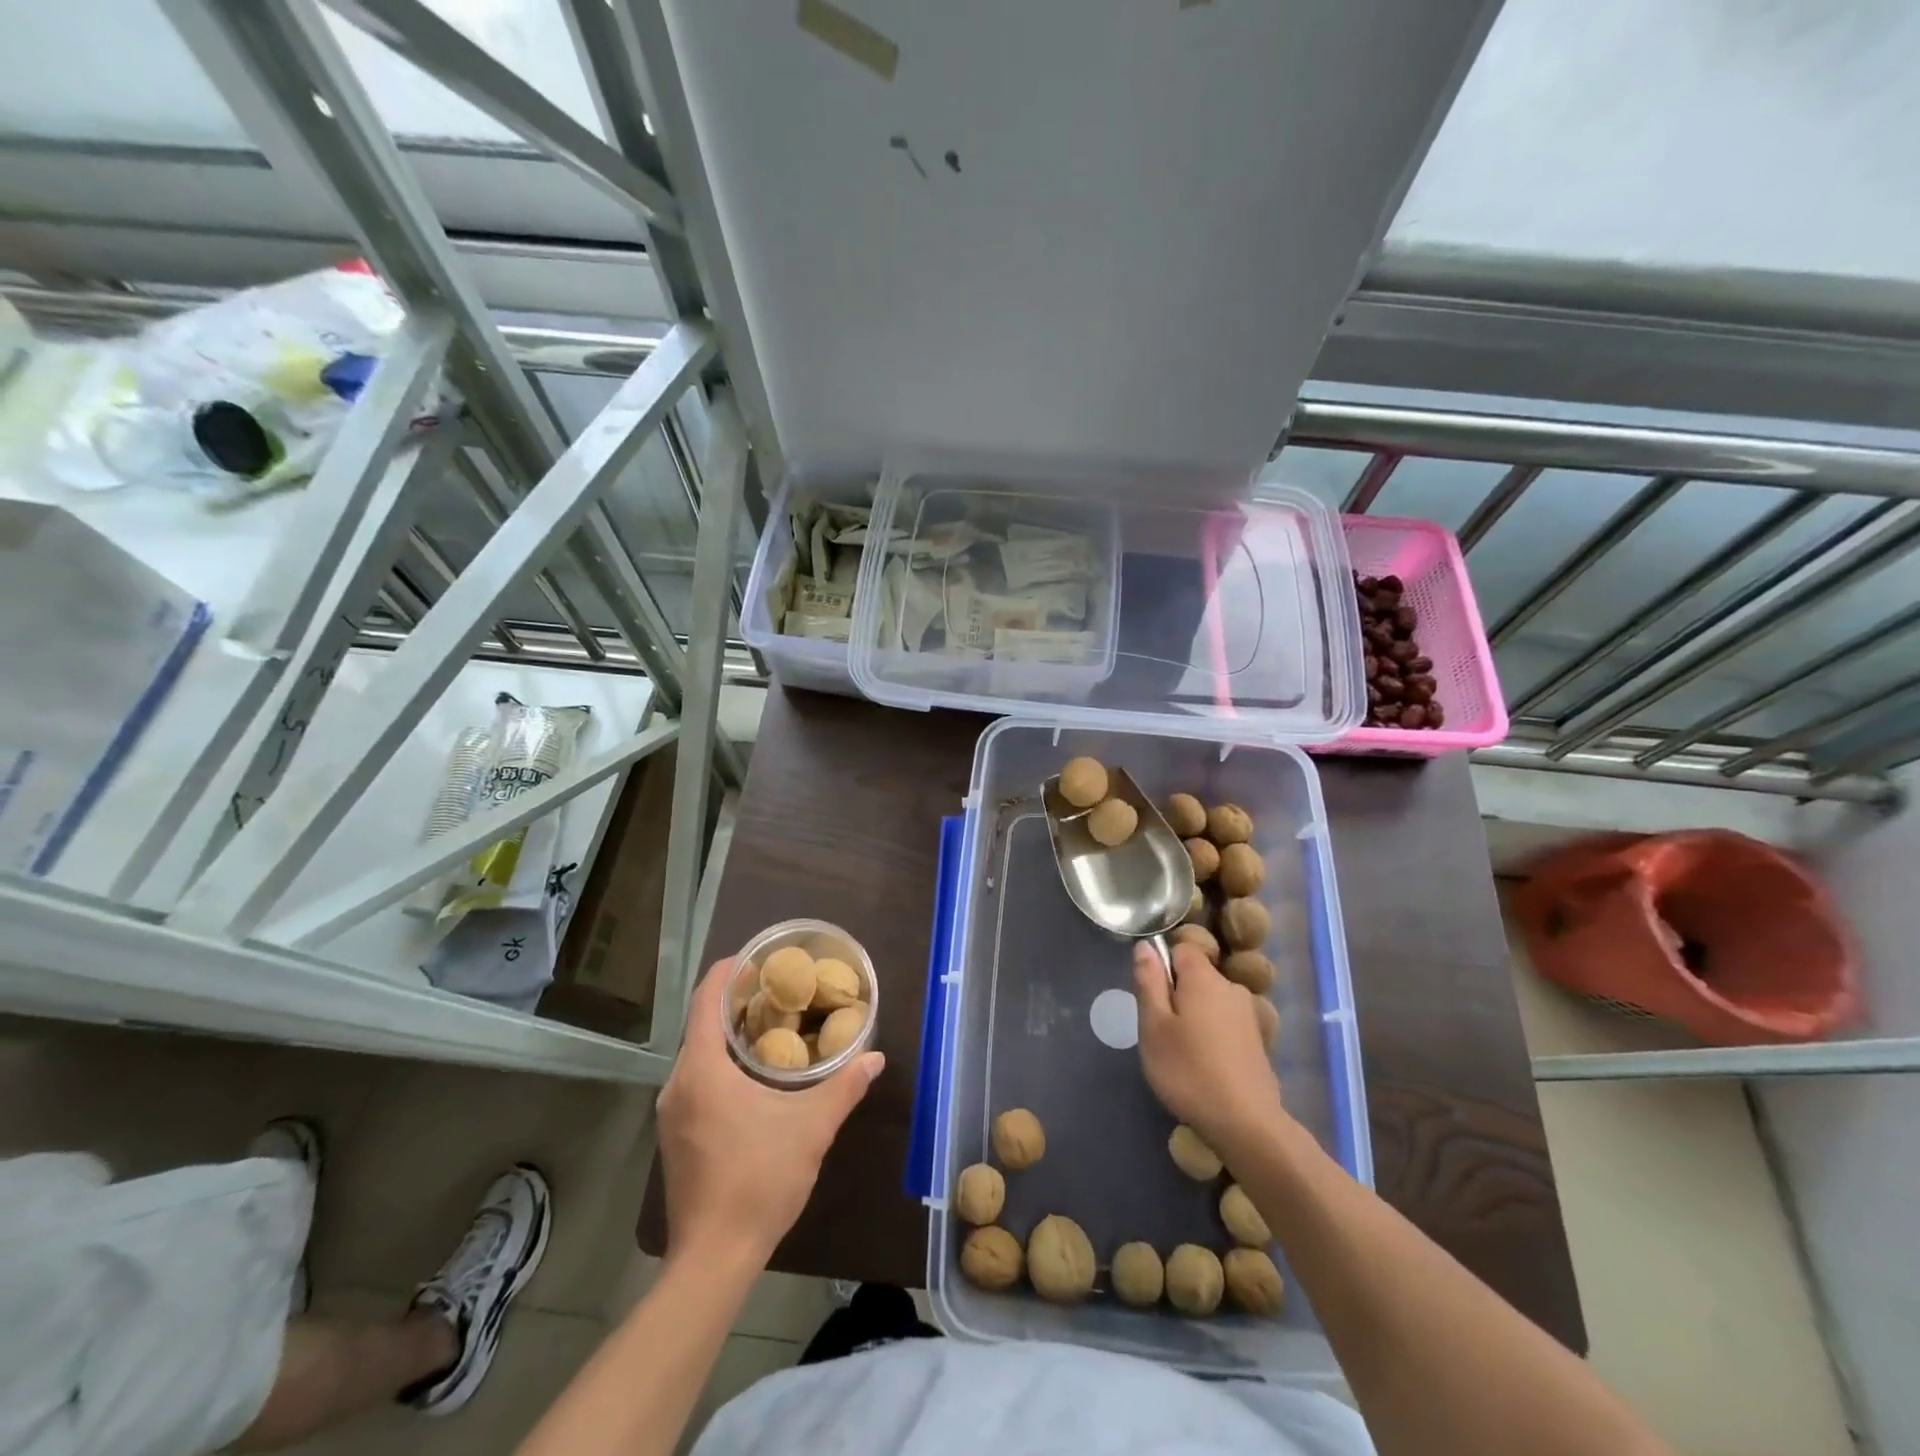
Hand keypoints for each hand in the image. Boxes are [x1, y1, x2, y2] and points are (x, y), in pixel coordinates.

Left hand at [658, 959, 883, 1266]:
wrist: (713, 1258)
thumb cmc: (759, 1180)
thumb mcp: (811, 1128)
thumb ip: (843, 1087)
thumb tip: (874, 1058)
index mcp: (702, 1070)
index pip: (705, 1001)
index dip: (726, 972)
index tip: (754, 957)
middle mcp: (678, 1084)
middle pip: (700, 1025)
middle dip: (733, 1002)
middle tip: (775, 989)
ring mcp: (671, 1113)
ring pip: (697, 1055)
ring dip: (726, 1035)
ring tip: (769, 1025)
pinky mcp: (675, 1136)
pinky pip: (695, 1080)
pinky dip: (719, 1063)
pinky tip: (751, 1075)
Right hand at [1134, 941, 1286, 1157]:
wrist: (1247, 1124)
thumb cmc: (1189, 1071)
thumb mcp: (1154, 1026)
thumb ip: (1149, 981)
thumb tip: (1146, 945)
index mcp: (1204, 978)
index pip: (1180, 949)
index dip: (1161, 967)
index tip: (1152, 999)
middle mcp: (1231, 988)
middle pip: (1195, 976)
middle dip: (1175, 996)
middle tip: (1161, 1033)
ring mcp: (1247, 1015)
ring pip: (1208, 1002)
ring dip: (1192, 1018)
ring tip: (1181, 1055)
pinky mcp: (1256, 1042)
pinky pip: (1223, 1024)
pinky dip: (1210, 1037)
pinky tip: (1204, 1068)